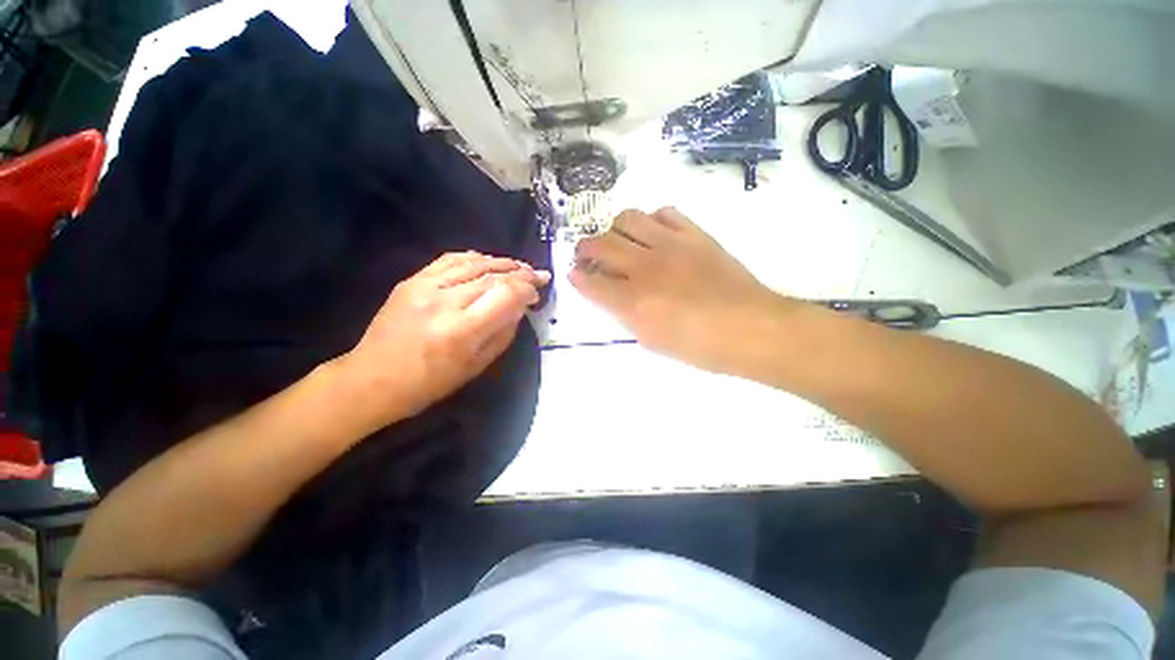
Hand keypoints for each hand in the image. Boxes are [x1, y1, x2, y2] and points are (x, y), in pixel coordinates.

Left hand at [338, 252, 549, 425]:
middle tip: (537, 275)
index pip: (506, 294)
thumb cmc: (429, 384)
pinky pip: (449, 260)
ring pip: (473, 263)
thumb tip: (520, 307)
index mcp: (462, 330)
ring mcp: (424, 286)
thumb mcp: (476, 366)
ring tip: (518, 266)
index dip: (527, 288)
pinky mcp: (411, 281)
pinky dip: (473, 257)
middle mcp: (444, 301)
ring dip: (501, 262)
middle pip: (493, 275)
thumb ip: (503, 333)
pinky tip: (487, 261)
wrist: (371, 379)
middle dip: (521, 273)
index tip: (538, 291)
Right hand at [570, 207, 790, 373]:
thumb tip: (610, 297)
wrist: (750, 328)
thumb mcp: (653, 342)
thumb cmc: (700, 346)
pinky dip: (652, 220)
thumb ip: (626, 316)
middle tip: (586, 254)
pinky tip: (654, 233)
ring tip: (618, 239)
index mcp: (633, 301)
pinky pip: (665, 213)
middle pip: (600, 244)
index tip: (575, 274)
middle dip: (585, 248)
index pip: (590, 282)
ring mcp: (670, 245)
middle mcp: (644, 267)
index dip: (577, 278)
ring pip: (628, 218)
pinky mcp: (694, 234)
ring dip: (614, 228)